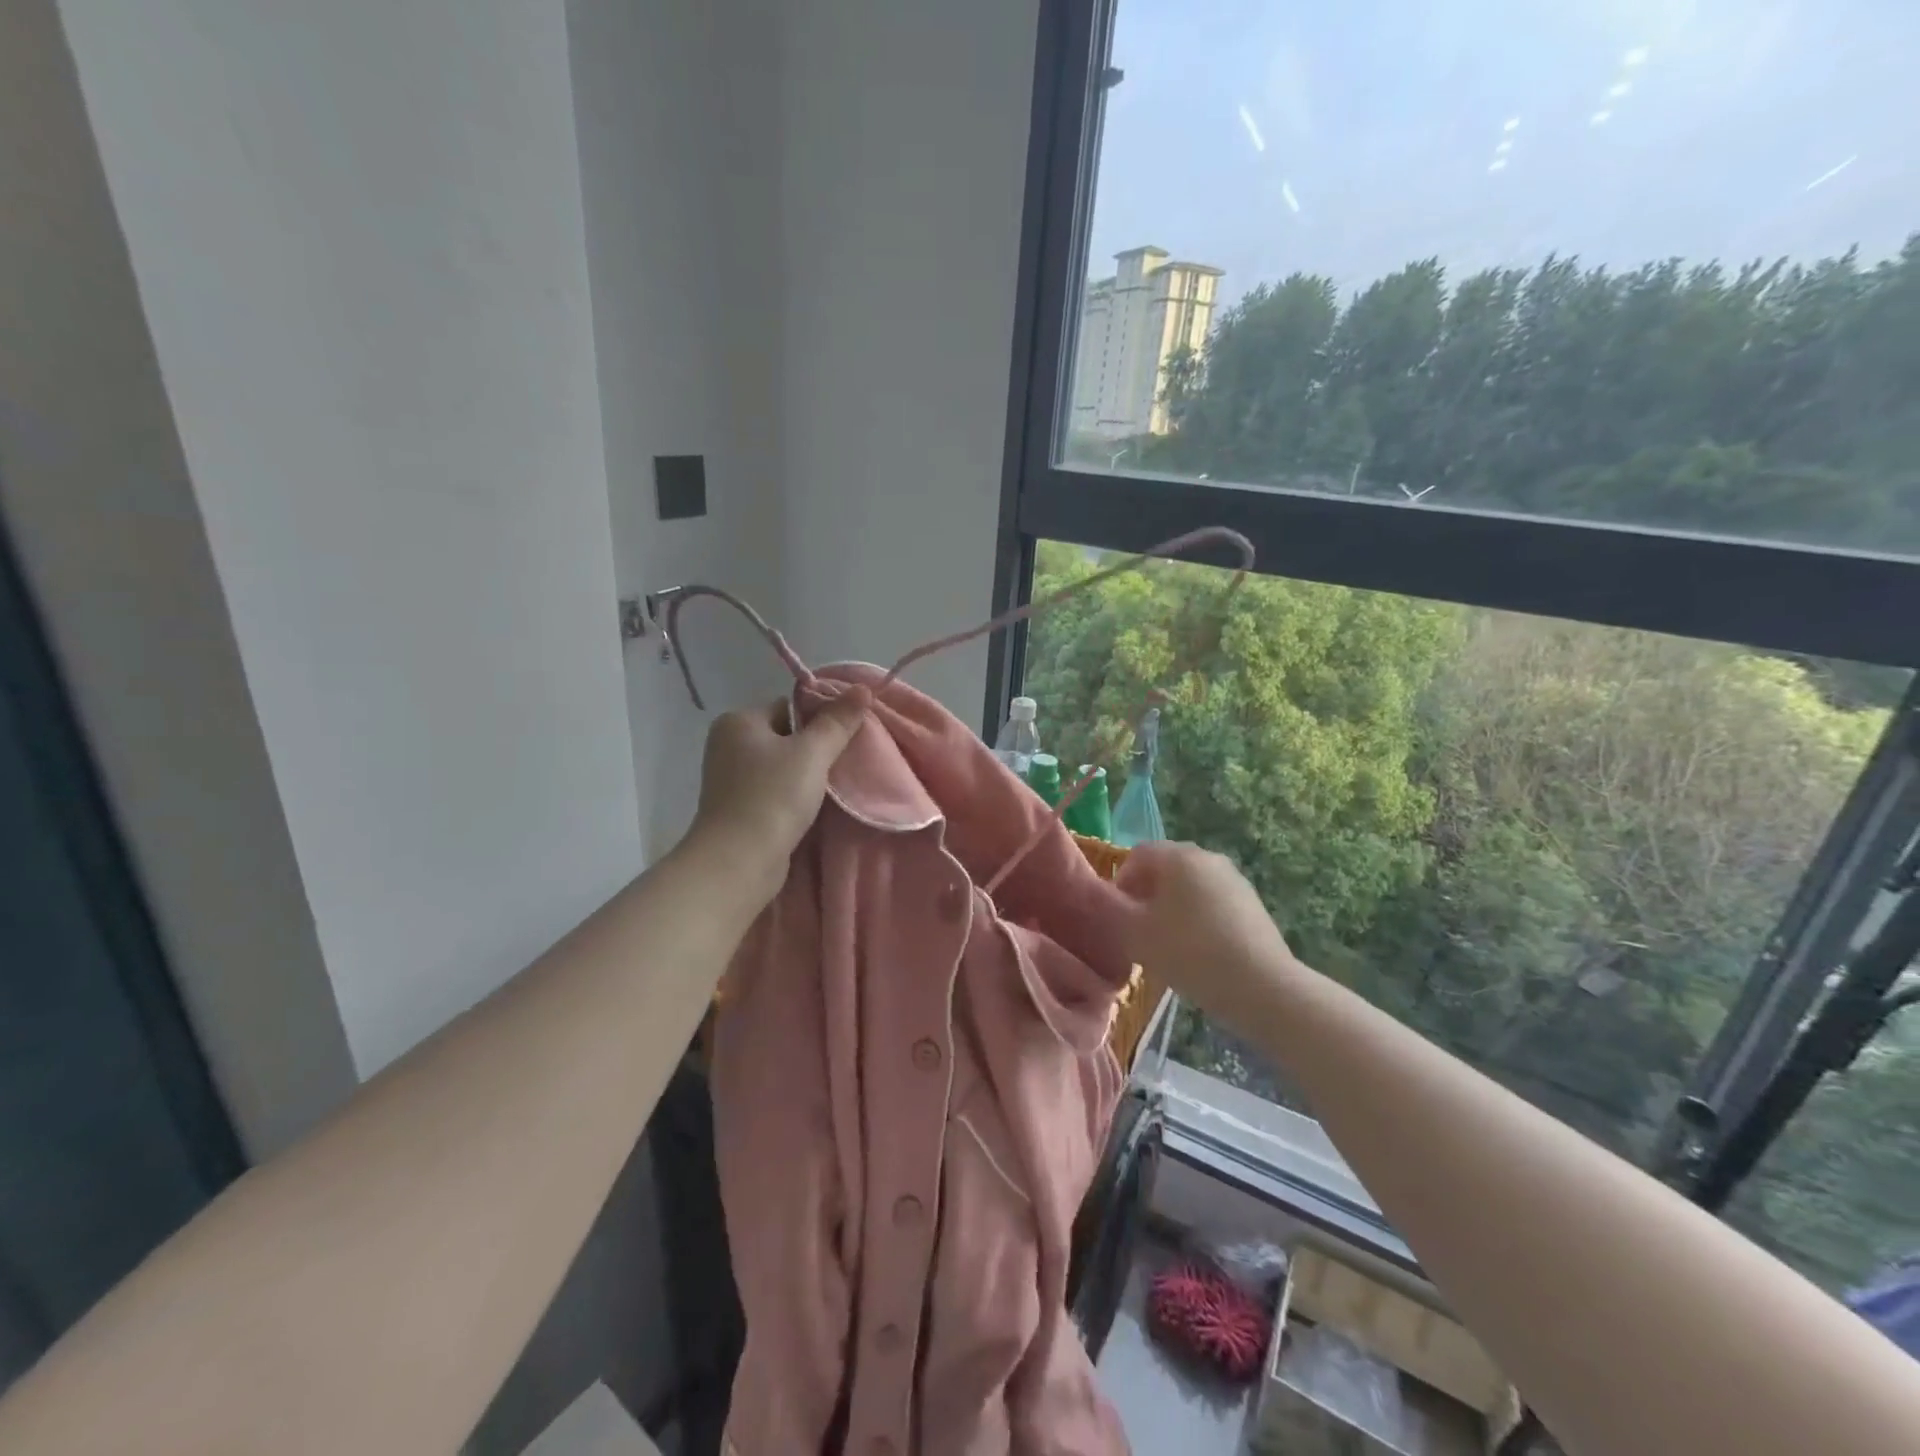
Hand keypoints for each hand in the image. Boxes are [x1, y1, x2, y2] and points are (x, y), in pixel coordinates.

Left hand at [687, 688, 870, 901]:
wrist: (739, 861)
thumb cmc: (773, 797)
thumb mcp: (812, 753)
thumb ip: (838, 720)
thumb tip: (862, 688)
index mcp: (738, 721)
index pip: (789, 706)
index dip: (821, 719)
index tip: (848, 737)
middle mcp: (727, 744)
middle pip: (786, 735)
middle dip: (816, 749)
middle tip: (846, 762)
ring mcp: (730, 779)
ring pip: (781, 765)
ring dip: (807, 775)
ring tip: (834, 786)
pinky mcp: (737, 808)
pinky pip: (774, 790)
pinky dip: (793, 796)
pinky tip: (813, 806)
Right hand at [1114, 841, 1302, 1033]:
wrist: (1262, 987)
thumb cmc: (1190, 952)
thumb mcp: (1134, 933)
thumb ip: (1107, 909)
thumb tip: (1092, 895)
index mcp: (1178, 856)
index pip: (1137, 855)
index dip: (1120, 882)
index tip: (1117, 916)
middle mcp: (1207, 857)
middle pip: (1164, 868)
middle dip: (1145, 895)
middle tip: (1138, 931)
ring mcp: (1234, 879)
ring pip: (1188, 887)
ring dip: (1171, 908)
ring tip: (1166, 945)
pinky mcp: (1252, 904)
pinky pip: (1212, 902)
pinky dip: (1197, 918)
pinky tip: (1197, 952)